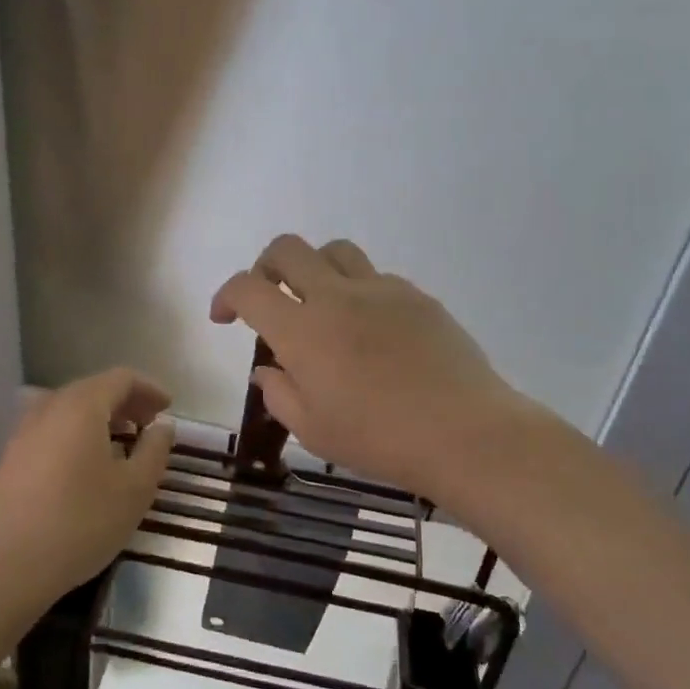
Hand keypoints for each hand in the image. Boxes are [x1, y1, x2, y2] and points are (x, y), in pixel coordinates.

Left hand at [0, 368, 173, 602]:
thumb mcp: (135, 489)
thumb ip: (155, 450)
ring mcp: (23, 434)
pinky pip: (51, 432)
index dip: (149, 389)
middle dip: (125, 402)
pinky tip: (87, 467)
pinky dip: (77, 435)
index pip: (120, 378)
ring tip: (122, 444)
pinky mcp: (9, 459)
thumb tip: (162, 426)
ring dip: (100, 419)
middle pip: (92, 390)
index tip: (168, 409)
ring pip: (68, 411)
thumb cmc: (81, 522)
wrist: (6, 566)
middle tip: (149, 425)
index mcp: (81, 407)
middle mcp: (48, 409)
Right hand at [210, 235, 532, 501]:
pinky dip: (358, 291)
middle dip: (265, 266)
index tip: (225, 317)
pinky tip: (370, 329)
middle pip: (288, 249)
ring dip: (314, 268)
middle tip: (268, 298)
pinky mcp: (418, 297)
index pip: (248, 289)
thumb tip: (269, 370)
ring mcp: (382, 291)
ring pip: (335, 251)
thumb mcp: (313, 430)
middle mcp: (338, 297)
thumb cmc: (379, 439)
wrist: (464, 433)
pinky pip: (376, 277)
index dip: (226, 295)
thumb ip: (280, 394)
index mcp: (303, 331)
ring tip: (320, 305)